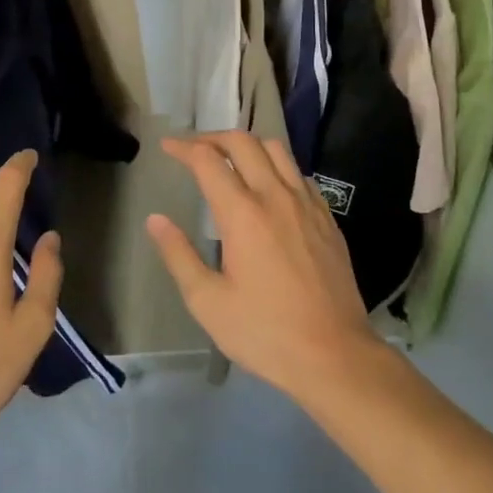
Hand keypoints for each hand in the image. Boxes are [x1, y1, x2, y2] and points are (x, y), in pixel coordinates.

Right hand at [147, 131, 378, 399]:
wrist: (336, 355)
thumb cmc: (266, 333)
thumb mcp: (209, 303)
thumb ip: (179, 256)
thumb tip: (156, 220)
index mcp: (243, 214)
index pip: (208, 160)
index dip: (184, 147)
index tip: (167, 146)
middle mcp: (276, 196)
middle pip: (244, 142)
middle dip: (213, 137)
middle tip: (194, 149)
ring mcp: (307, 204)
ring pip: (277, 149)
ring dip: (248, 145)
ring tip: (231, 160)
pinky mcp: (327, 218)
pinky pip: (299, 173)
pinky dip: (277, 166)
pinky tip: (269, 187)